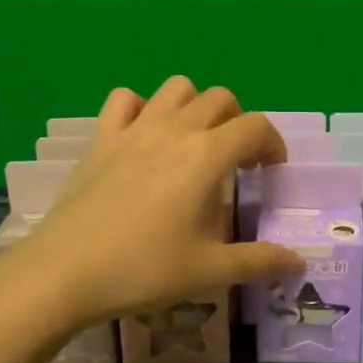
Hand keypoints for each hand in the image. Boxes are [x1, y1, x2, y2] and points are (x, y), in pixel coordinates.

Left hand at [0, 78, 303, 327]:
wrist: (64, 274)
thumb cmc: (143, 270)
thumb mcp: (210, 271)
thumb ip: (259, 261)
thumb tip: (298, 263)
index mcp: (207, 156)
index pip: (256, 126)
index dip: (273, 144)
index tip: (270, 171)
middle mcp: (174, 130)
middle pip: (221, 98)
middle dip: (238, 122)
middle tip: (236, 161)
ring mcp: (134, 129)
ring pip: (176, 88)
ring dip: (194, 106)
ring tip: (194, 142)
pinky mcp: (101, 139)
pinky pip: (124, 100)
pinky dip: (141, 108)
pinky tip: (143, 138)